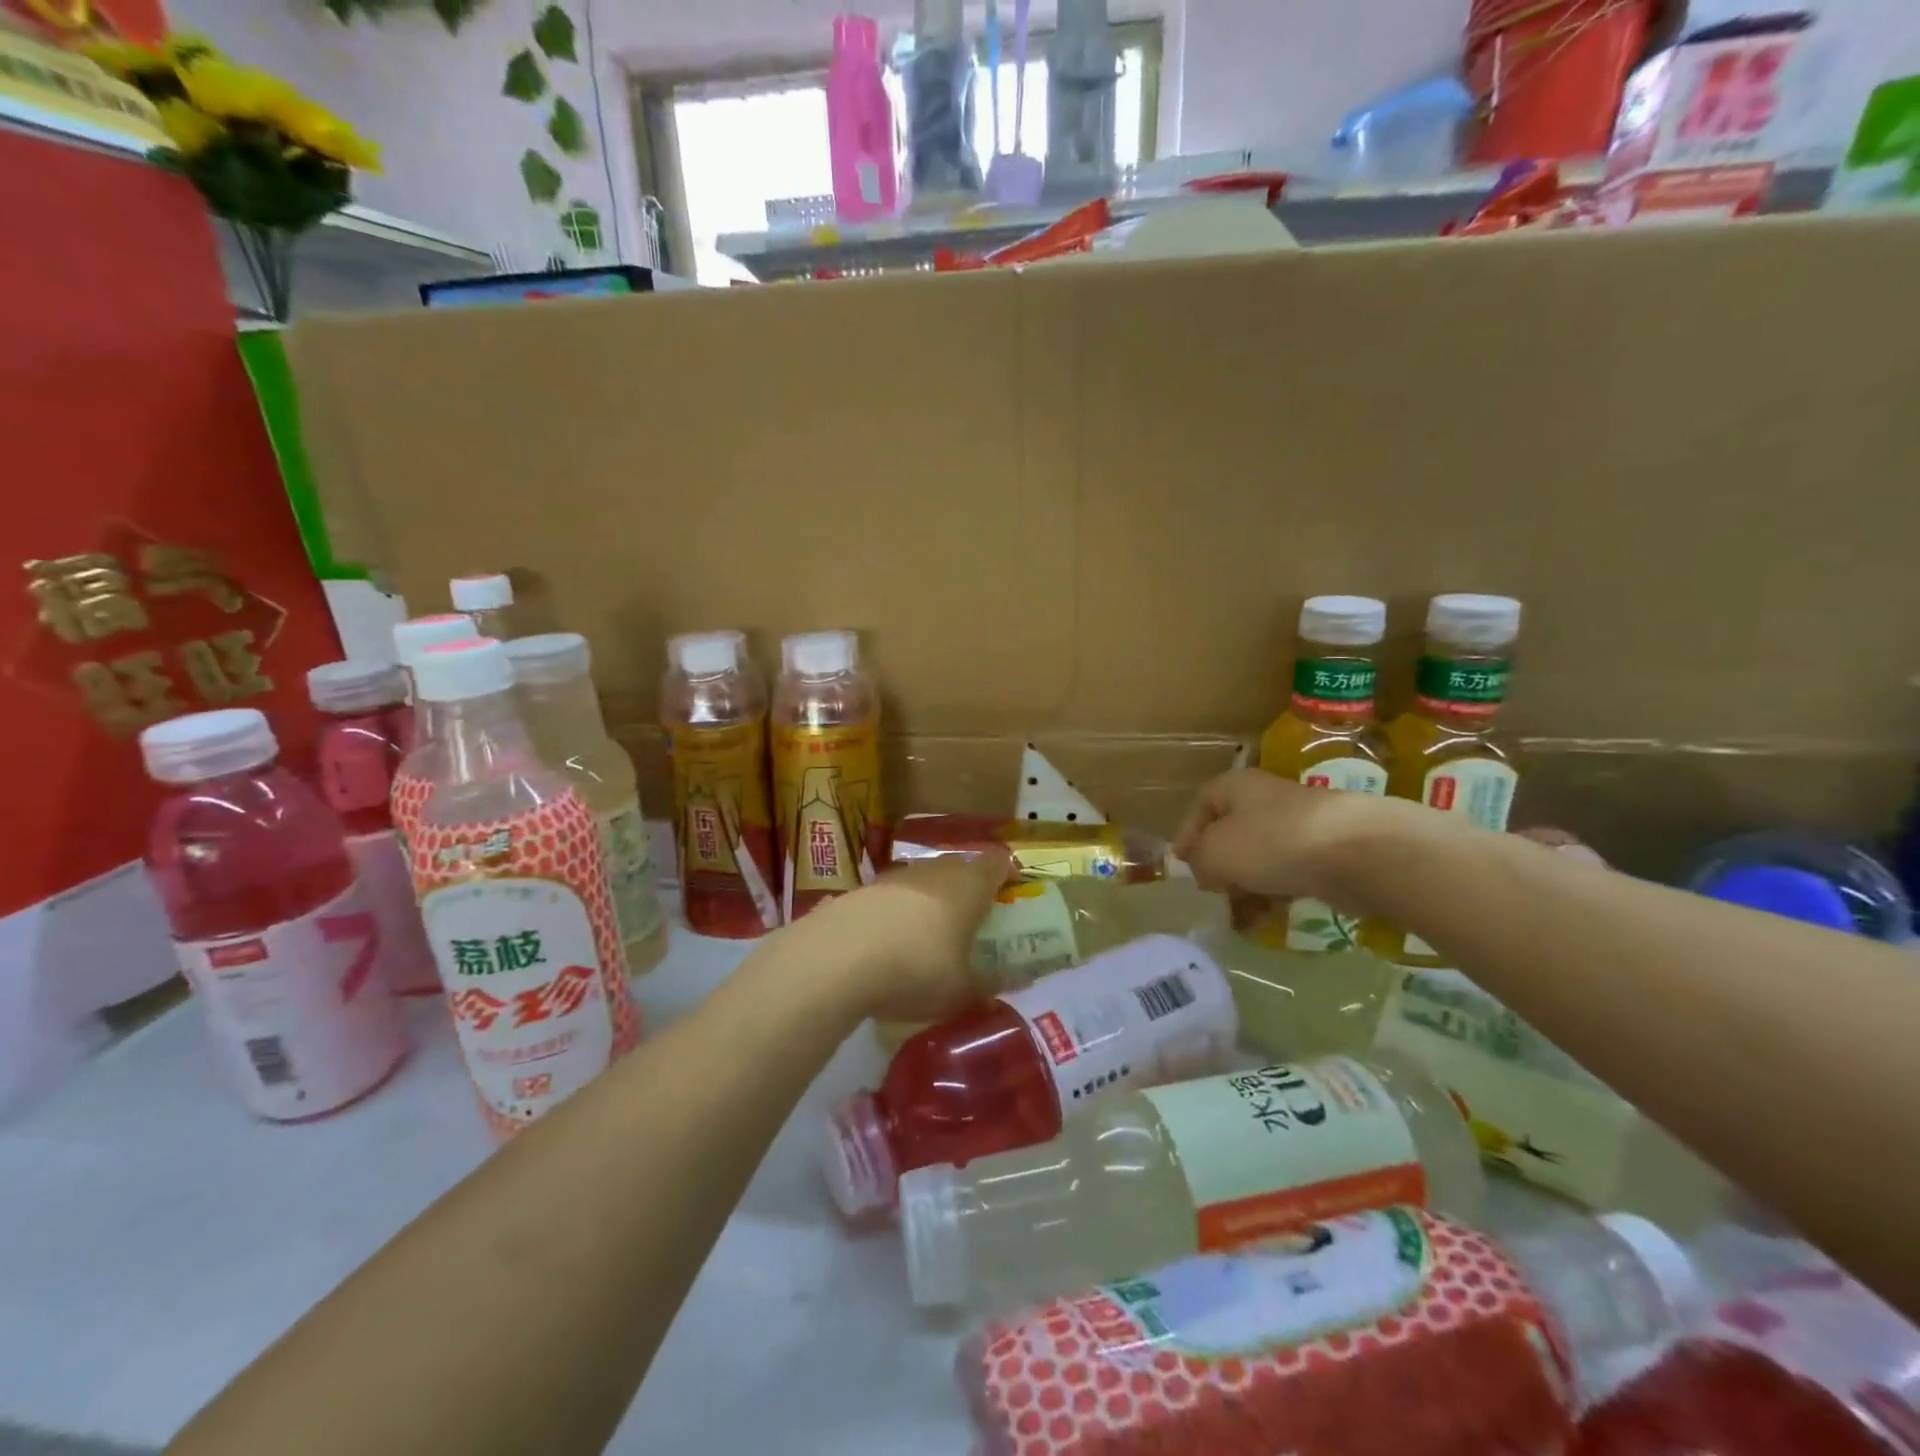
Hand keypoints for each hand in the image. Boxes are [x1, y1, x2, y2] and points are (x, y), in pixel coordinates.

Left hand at [805, 847, 1012, 1022]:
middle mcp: (935, 870)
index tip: (1012, 894)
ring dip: (930, 902)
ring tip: (930, 937)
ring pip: (924, 881)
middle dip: (968, 891)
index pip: (998, 863)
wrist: (838, 958)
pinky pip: (892, 898)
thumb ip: (989, 986)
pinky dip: (897, 915)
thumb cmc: (918, 968)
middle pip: (960, 869)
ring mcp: (895, 876)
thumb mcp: (962, 991)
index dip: (1007, 875)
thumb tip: (1013, 982)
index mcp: (970, 884)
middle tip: (973, 922)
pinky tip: (890, 945)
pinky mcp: (862, 890)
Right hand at [1173, 768, 1403, 901]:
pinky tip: (1268, 920)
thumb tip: (1206, 871)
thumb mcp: (1215, 853)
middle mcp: (1264, 801)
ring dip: (1245, 888)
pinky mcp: (1325, 854)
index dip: (1187, 835)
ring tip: (1239, 920)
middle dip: (1218, 868)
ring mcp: (1297, 827)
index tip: (1181, 866)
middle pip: (1230, 835)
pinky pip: (1288, 875)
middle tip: (1212, 896)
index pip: (1201, 806)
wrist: (1358, 852)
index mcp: (1235, 787)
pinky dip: (1275, 896)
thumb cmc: (1272, 843)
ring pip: (1259, 859)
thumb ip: (1199, 862)